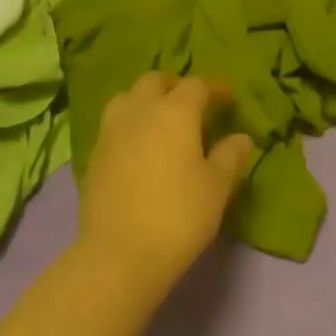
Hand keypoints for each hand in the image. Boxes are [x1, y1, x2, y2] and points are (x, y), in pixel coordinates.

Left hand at [78, 73, 254, 288]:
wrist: (119, 254)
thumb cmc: (178, 215)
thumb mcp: (216, 188)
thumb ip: (230, 157)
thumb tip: (241, 139)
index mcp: (174, 112)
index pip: (196, 85)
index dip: (214, 89)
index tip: (228, 98)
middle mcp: (140, 111)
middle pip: (154, 81)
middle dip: (174, 86)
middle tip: (191, 104)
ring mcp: (111, 131)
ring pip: (126, 98)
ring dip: (144, 101)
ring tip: (159, 121)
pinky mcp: (94, 155)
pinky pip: (112, 126)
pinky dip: (128, 125)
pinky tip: (138, 148)